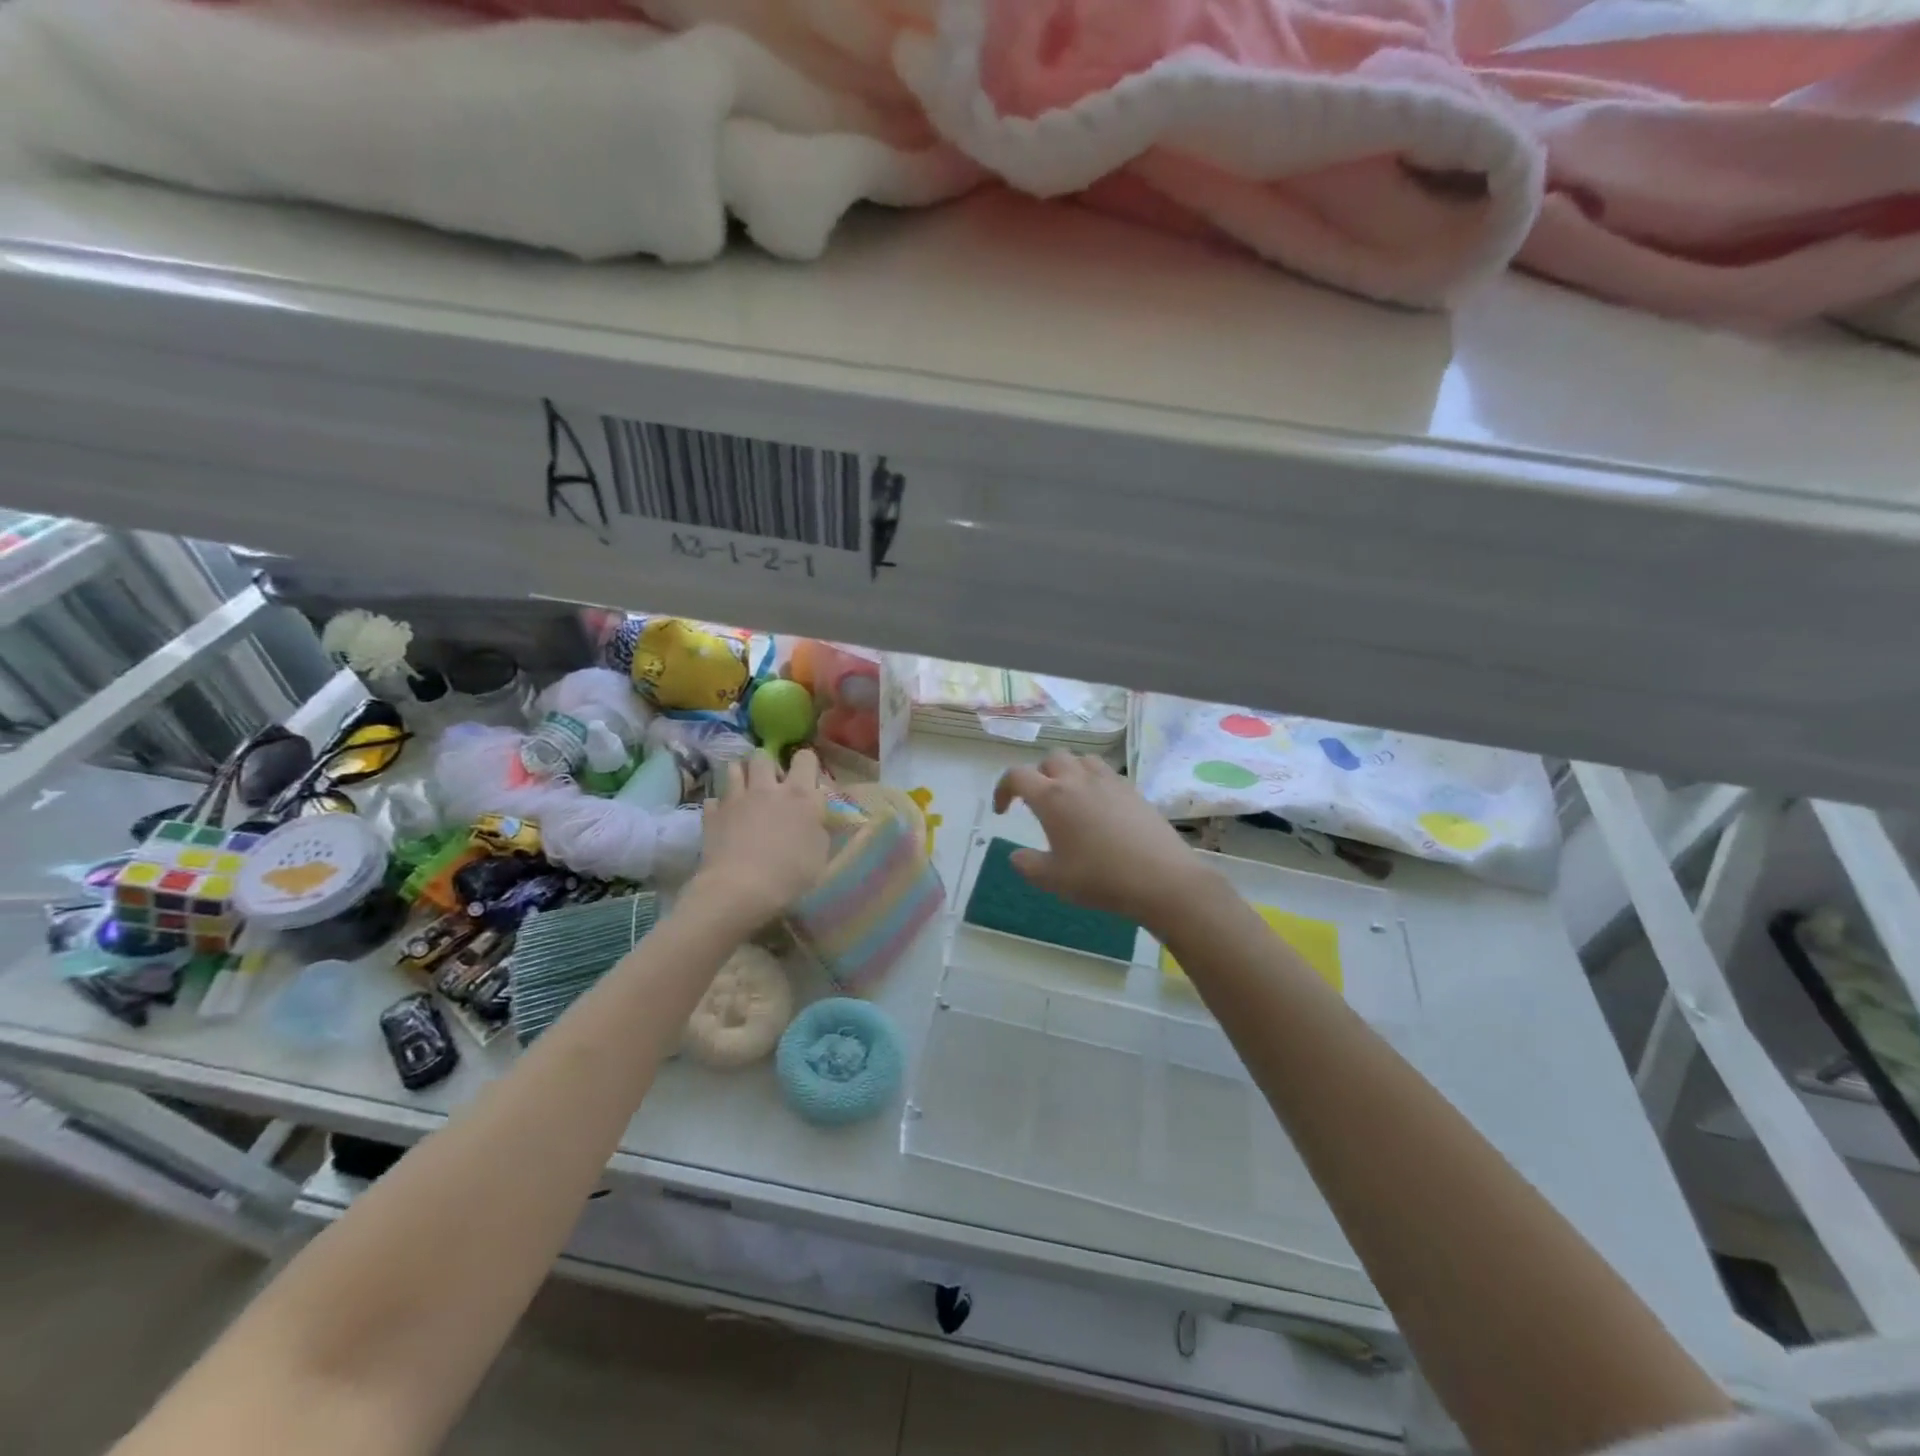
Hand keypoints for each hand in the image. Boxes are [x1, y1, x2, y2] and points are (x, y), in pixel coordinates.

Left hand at [693, 749, 829, 924]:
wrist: (739, 890)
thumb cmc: (789, 874)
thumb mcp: (821, 854)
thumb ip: (820, 828)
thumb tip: (816, 817)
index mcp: (800, 795)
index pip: (805, 758)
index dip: (806, 763)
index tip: (806, 778)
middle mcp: (767, 788)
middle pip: (763, 756)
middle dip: (768, 764)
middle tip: (771, 784)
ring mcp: (735, 798)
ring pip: (735, 768)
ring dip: (742, 775)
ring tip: (746, 791)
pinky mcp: (712, 814)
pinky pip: (714, 798)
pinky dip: (720, 805)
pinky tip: (725, 817)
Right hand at [993, 751, 1214, 927]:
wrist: (1161, 878)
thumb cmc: (1100, 878)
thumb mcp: (1053, 880)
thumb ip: (1027, 865)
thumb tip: (1016, 855)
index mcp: (1052, 797)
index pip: (1017, 776)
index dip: (1003, 789)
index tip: (1003, 810)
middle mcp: (1078, 780)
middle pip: (1051, 759)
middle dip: (1038, 775)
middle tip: (1038, 802)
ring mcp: (1109, 781)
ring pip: (1081, 759)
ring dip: (1068, 772)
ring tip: (1069, 797)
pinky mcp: (1133, 789)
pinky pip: (1105, 772)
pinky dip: (1093, 781)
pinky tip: (1099, 807)